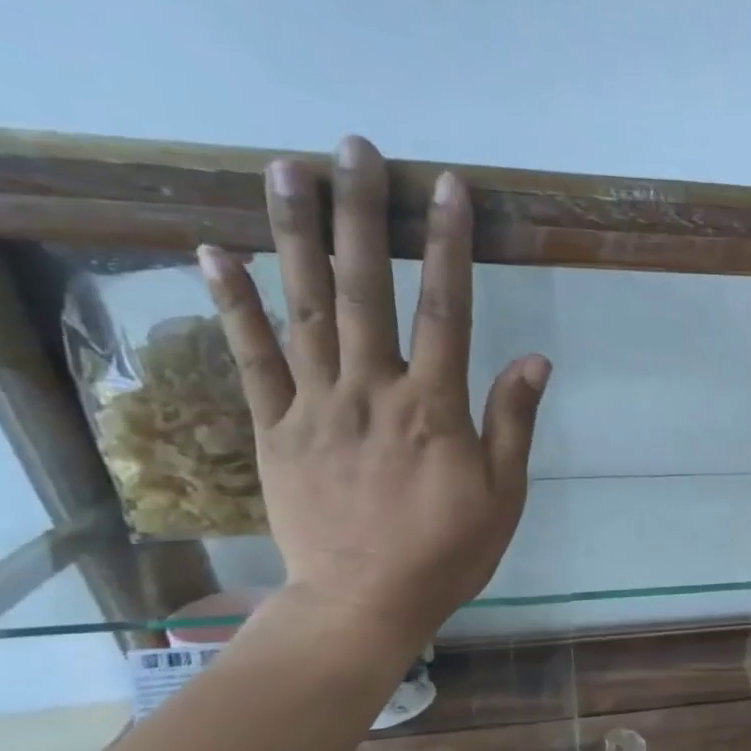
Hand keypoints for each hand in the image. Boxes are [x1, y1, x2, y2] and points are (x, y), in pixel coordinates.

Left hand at [197, 136, 548, 654]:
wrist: (364, 602)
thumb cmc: (448, 550)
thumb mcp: (503, 494)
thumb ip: (513, 423)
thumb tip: (535, 360)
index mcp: (434, 408)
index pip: (446, 309)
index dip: (449, 245)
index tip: (447, 188)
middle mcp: (372, 391)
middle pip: (366, 289)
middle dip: (362, 215)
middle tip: (354, 149)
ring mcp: (316, 406)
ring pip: (304, 308)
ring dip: (294, 235)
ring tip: (284, 169)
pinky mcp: (275, 429)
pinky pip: (252, 359)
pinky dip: (233, 304)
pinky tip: (216, 252)